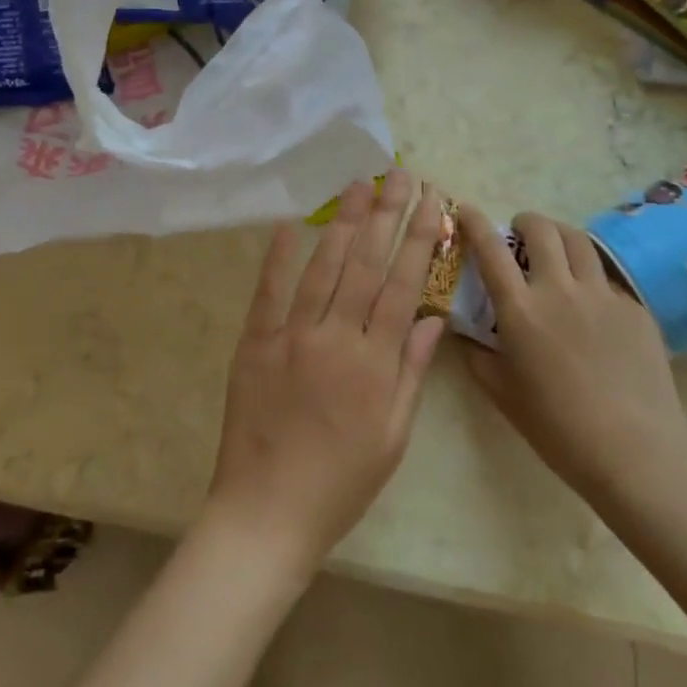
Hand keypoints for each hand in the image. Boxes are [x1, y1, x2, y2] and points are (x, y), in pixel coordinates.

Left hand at [203, 172, 446, 581]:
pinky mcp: (255, 341)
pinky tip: (288, 222)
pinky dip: (277, 255)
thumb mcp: (393, 437)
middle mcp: (335, 337)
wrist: (267, 513)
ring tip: (358, 184)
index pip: (402, 286)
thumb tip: (432, 318)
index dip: (418, 240)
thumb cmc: (340, 483)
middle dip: (386, 214)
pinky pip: (268, 291)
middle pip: (365, 264)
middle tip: (399, 174)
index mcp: (374, 363)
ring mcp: (291, 335)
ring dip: (342, 222)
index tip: (431, 202)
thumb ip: (411, 373)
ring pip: (322, 267)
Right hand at [460, 206, 686, 515]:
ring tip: (555, 250)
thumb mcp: (502, 394)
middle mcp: (560, 289)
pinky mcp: (635, 308)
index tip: (466, 210)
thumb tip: (460, 330)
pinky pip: (607, 277)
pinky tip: (590, 303)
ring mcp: (603, 295)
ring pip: (579, 240)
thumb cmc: (558, 428)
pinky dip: (590, 276)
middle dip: (524, 221)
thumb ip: (476, 354)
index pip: (490, 249)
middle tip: (518, 233)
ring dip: (559, 235)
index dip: (474, 222)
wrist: (636, 454)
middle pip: (541, 229)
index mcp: (521, 309)